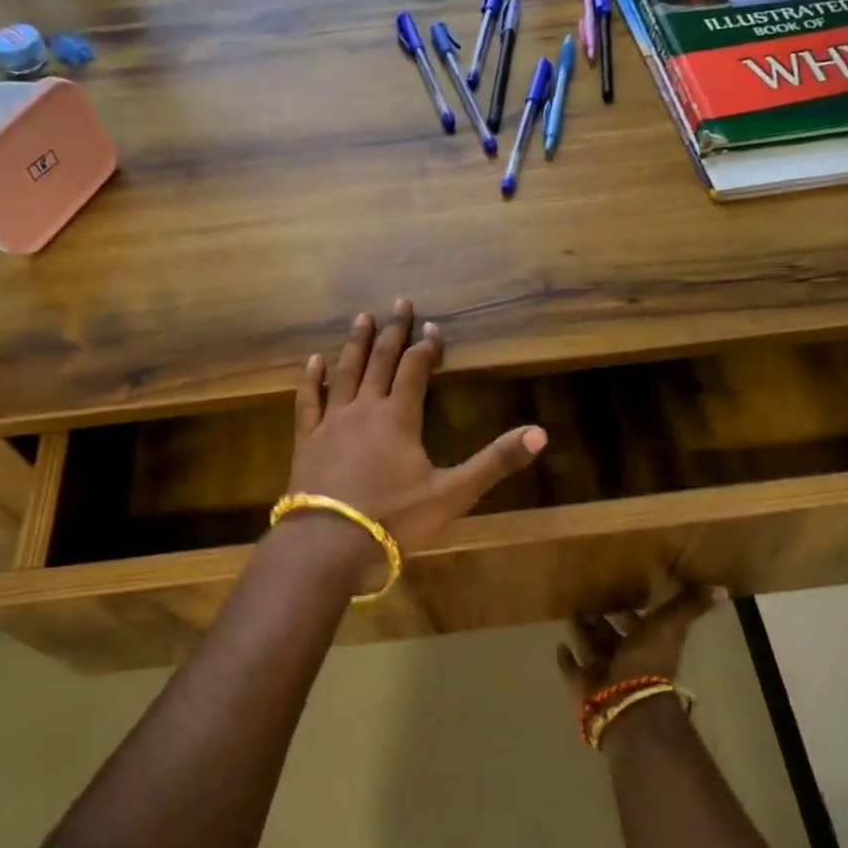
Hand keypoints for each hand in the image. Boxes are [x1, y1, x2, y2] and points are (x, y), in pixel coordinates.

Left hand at [287, 300, 546, 564]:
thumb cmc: (394, 519)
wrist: (329, 544)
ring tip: (362, 318)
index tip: (433, 326)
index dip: (426, 346)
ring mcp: (332, 421)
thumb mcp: (453, 494)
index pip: (415, 369)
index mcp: (399, 417)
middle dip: (393, 332)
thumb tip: (540, 434)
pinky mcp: (307, 439)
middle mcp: (364, 408)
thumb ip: (495, 462)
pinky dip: (312, 378)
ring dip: (356, 344)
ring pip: (345, 372)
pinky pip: (309, 400)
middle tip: (400, 303)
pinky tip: (314, 361)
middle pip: (381, 361)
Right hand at [556, 579, 722, 717]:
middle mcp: (625, 657)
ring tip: (570, 611)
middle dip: (603, 617)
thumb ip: (691, 606)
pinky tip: (559, 643)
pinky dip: (566, 657)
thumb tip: (723, 588)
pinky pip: (571, 668)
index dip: (633, 608)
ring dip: (583, 632)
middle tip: (588, 596)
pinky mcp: (581, 683)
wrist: (626, 702)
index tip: (621, 587)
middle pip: (612, 634)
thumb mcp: (672, 626)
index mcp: (647, 643)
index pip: (639, 621)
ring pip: (591, 647)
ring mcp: (602, 671)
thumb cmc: (648, 660)